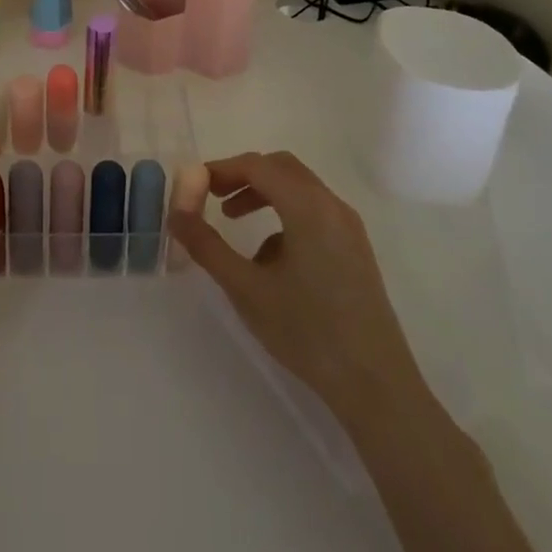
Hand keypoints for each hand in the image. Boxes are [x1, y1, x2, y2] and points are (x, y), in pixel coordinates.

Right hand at [170, 151, 427, 426]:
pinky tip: (268, 259)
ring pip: (298, 189)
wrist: (376, 386)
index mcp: (308, 207)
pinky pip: (313, 212)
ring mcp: (348, 228)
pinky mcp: (354, 249)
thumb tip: (175, 213)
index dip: (222, 169)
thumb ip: (206, 245)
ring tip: (232, 220)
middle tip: (211, 195)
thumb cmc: (307, 332)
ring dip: (262, 194)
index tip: (193, 185)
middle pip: (280, 168)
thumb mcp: (246, 288)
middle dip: (242, 175)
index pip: (257, 165)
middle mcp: (332, 206)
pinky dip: (283, 215)